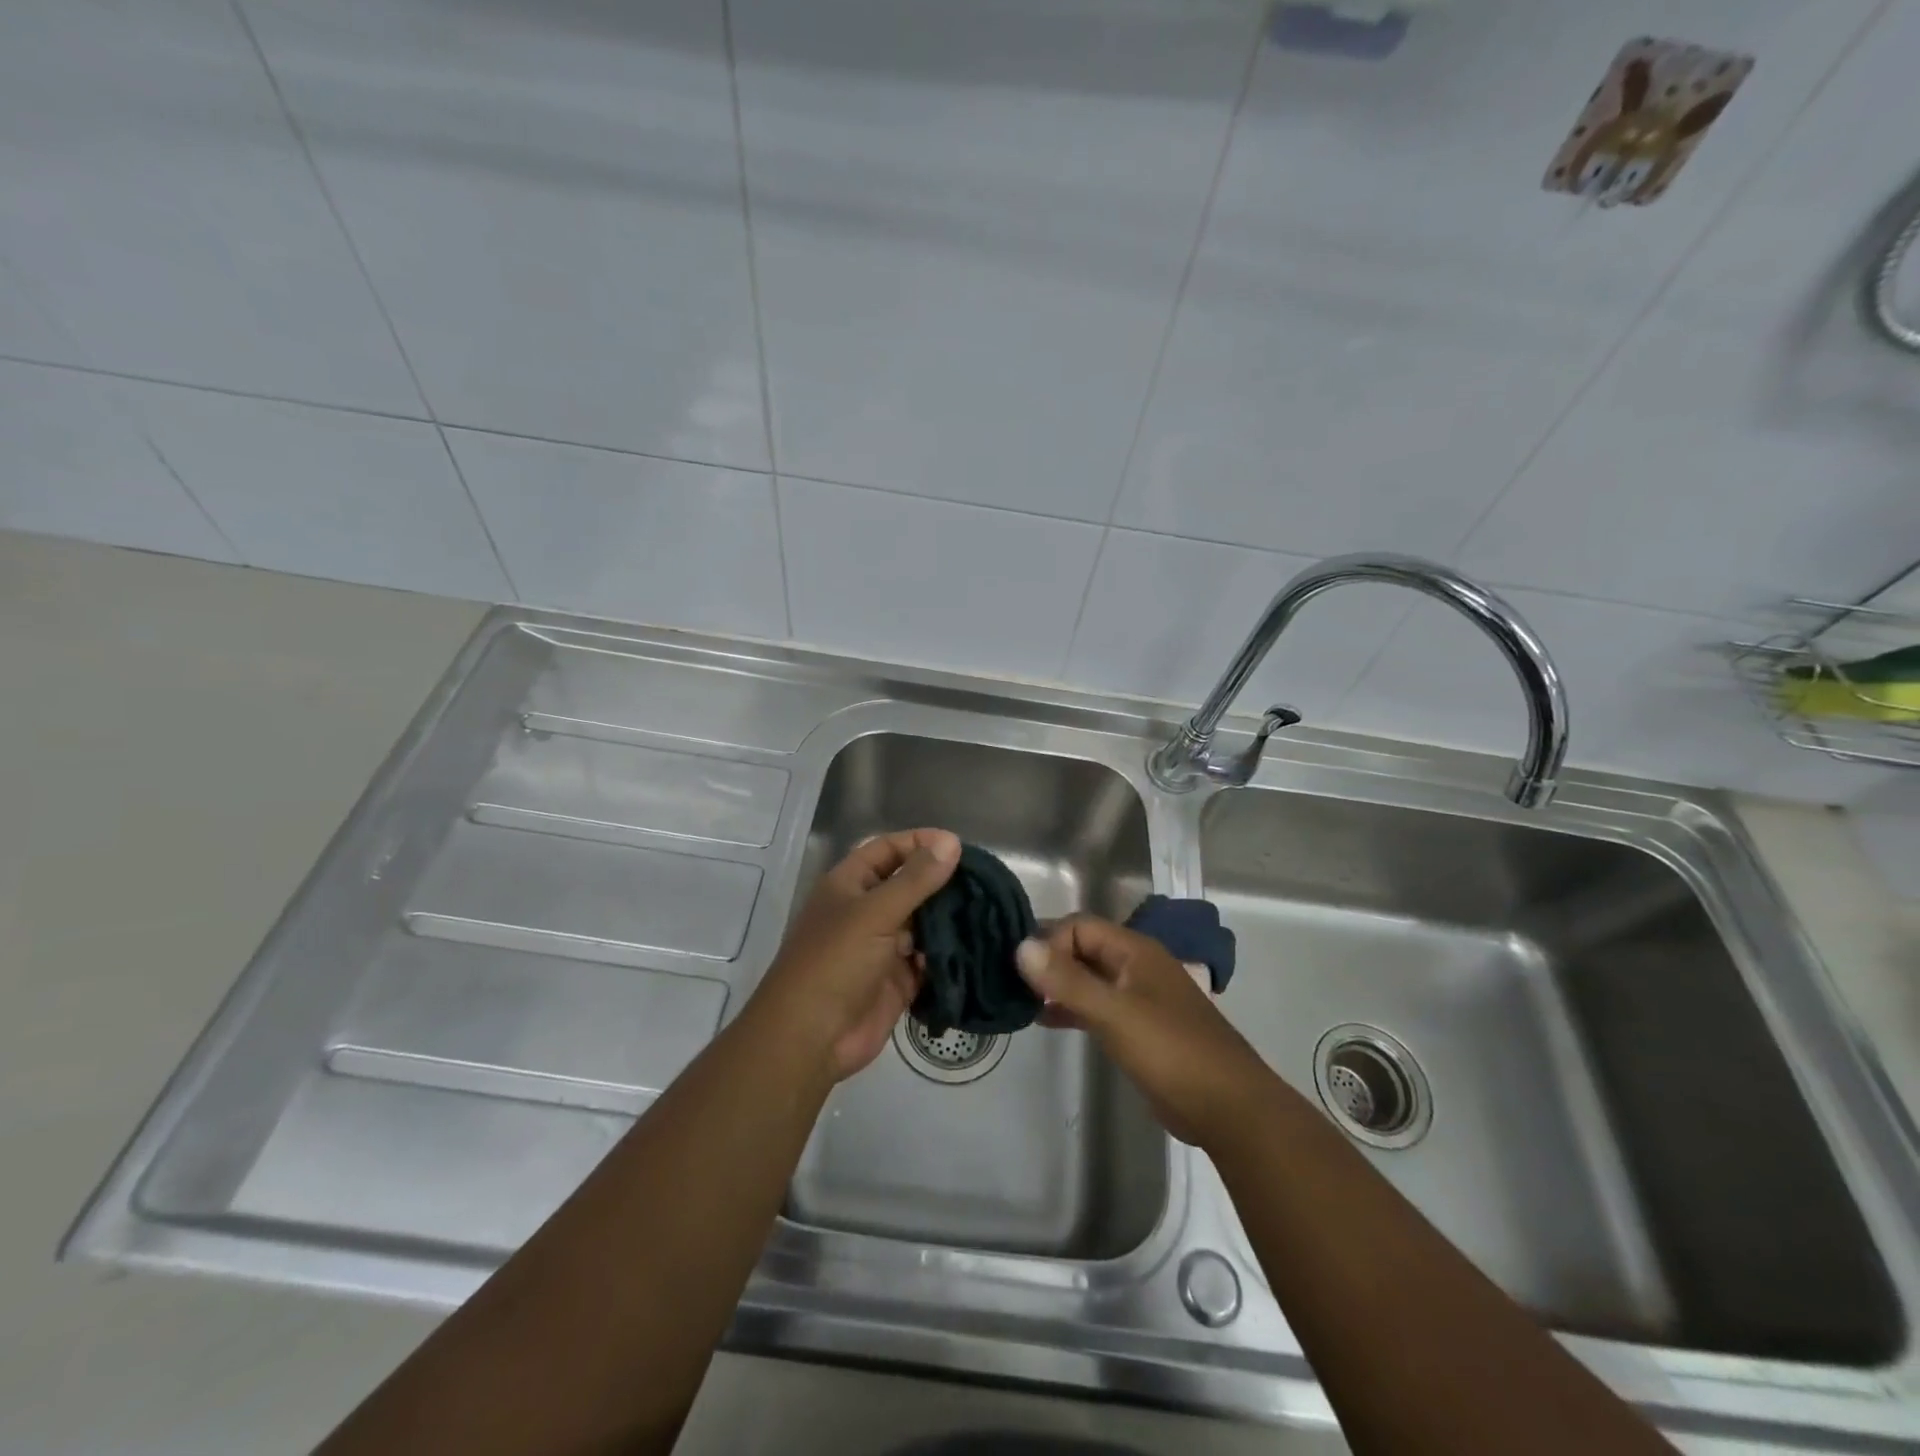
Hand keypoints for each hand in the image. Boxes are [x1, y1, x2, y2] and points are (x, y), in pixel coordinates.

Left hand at [753, 828, 960, 1081]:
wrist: (811, 1038)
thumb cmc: (835, 962)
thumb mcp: (875, 913)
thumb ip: (915, 879)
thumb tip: (951, 842)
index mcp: (850, 885)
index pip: (887, 849)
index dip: (919, 842)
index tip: (959, 845)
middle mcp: (866, 911)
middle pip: (909, 886)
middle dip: (942, 882)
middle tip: (985, 880)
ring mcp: (883, 947)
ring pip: (923, 924)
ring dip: (950, 919)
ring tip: (989, 910)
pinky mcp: (898, 981)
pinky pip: (929, 960)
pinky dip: (949, 955)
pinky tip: (978, 946)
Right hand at [1016, 916, 1272, 1145]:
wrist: (1228, 1108)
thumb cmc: (1171, 1051)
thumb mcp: (1114, 1013)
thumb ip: (1067, 981)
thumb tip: (1020, 946)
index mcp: (1135, 951)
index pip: (1079, 926)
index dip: (1050, 942)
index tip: (1024, 973)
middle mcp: (1136, 966)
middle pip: (1082, 949)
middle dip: (1049, 961)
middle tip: (1011, 984)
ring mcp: (1138, 997)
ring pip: (1088, 978)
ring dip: (1057, 986)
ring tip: (1021, 1002)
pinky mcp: (1138, 1028)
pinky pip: (1096, 1006)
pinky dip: (1071, 1008)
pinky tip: (1045, 1021)